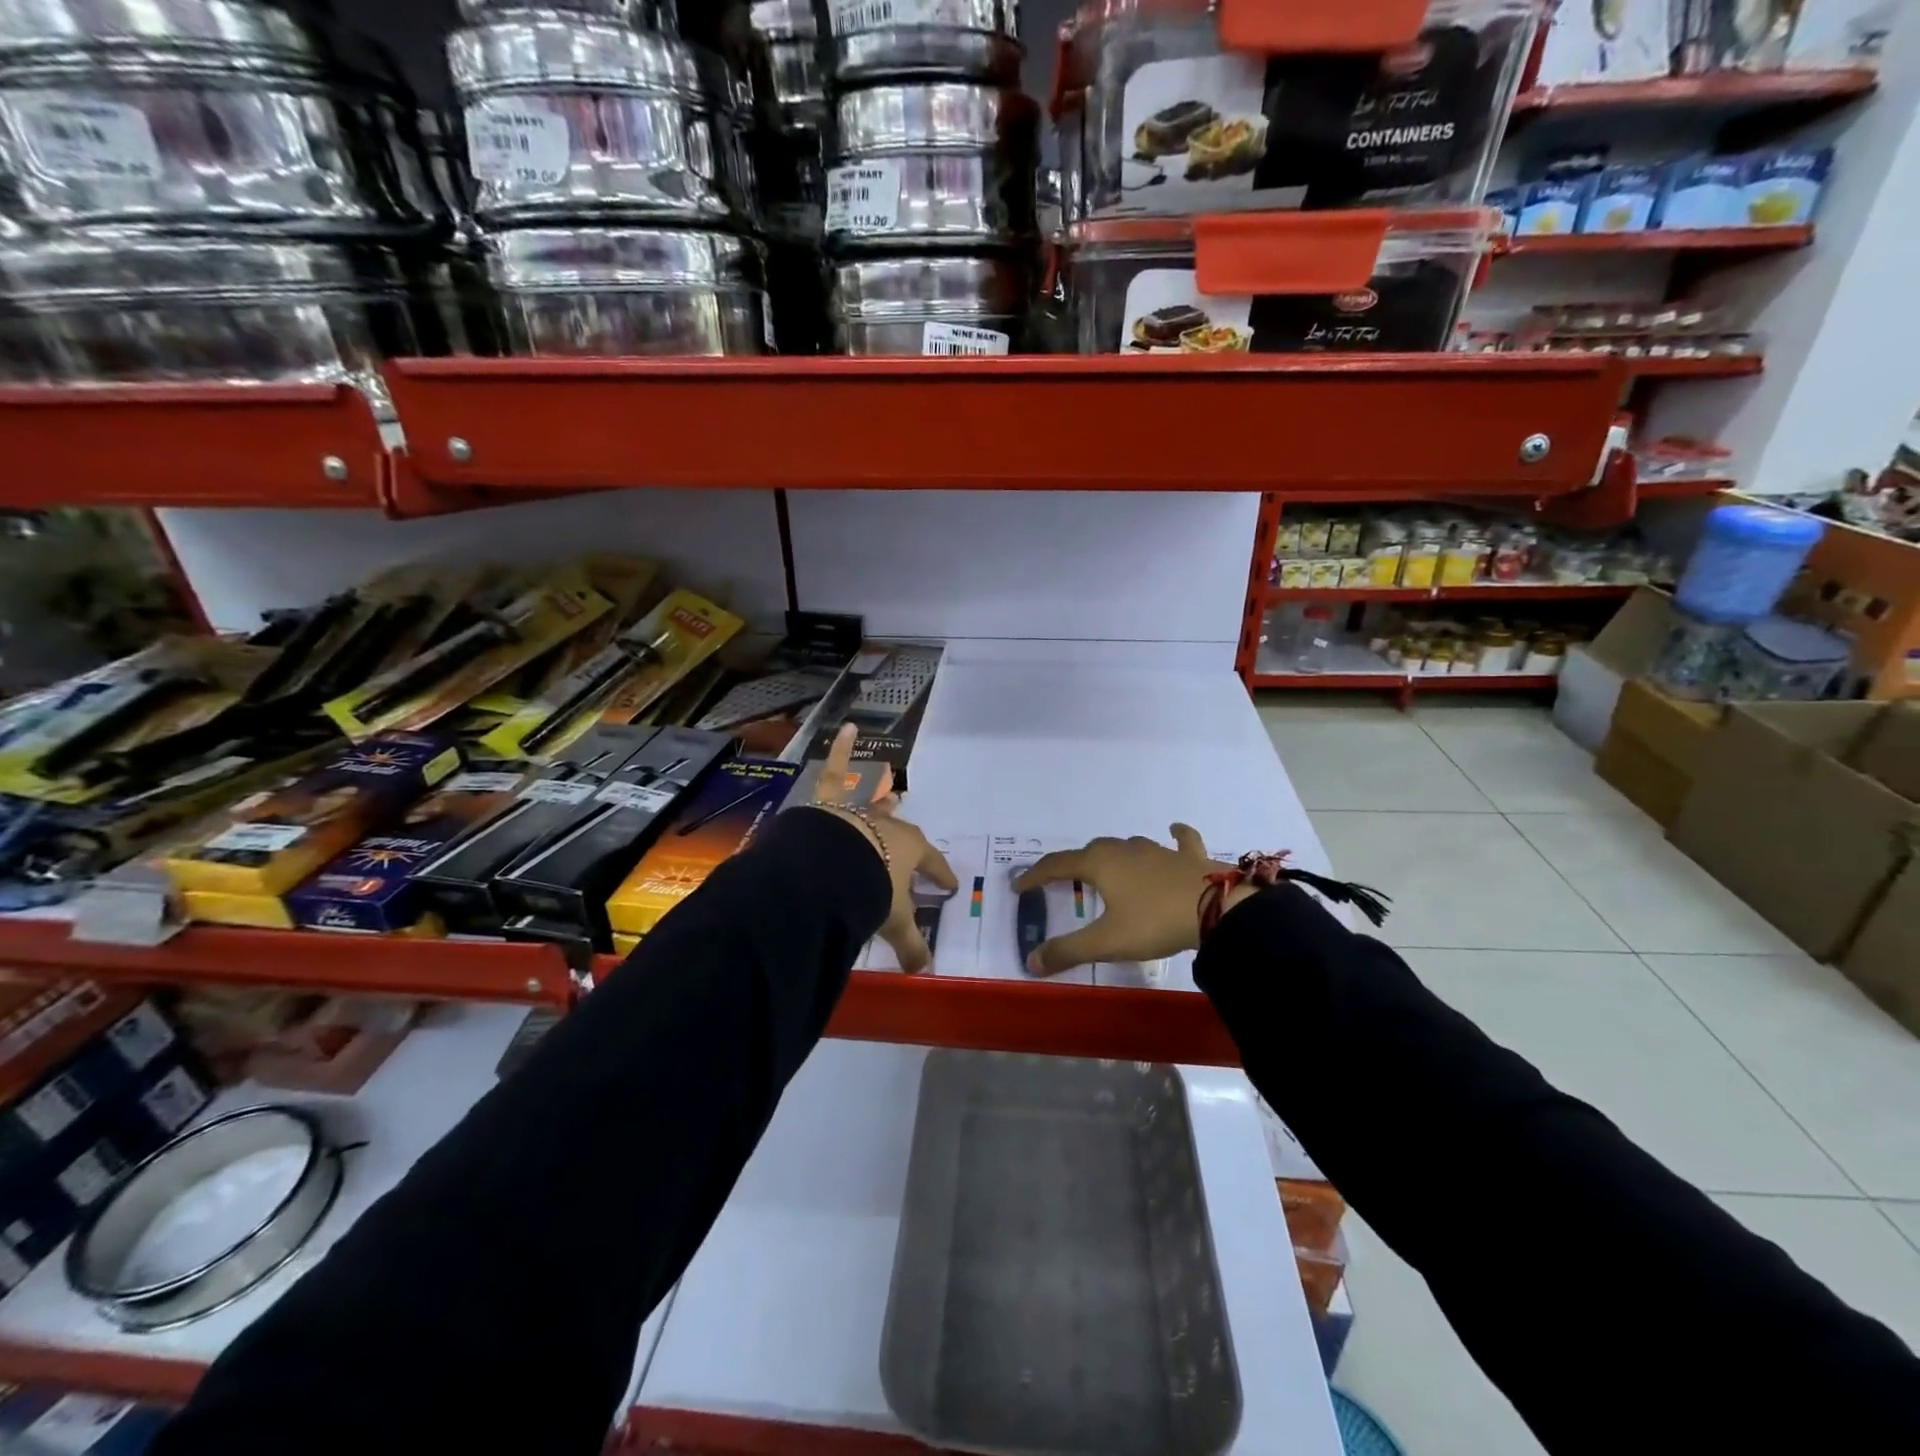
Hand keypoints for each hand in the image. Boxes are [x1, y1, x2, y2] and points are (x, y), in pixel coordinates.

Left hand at [809, 725, 956, 972]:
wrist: (831, 868)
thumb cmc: (869, 891)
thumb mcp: (893, 921)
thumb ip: (910, 946)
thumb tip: (925, 972)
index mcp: (909, 851)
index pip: (932, 864)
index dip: (941, 876)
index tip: (949, 886)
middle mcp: (889, 825)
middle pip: (901, 830)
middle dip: (906, 836)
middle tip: (909, 840)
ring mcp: (860, 809)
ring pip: (872, 801)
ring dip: (879, 797)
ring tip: (887, 789)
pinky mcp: (831, 800)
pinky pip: (836, 769)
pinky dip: (840, 748)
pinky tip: (846, 727)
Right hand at [1012, 825, 1236, 977]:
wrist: (1217, 908)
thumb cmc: (1154, 921)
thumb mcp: (1106, 942)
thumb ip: (1067, 951)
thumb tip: (1031, 962)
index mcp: (1099, 865)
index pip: (1057, 865)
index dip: (1035, 875)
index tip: (1019, 887)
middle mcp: (1124, 850)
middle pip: (1090, 851)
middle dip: (1074, 864)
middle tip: (1064, 881)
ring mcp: (1158, 849)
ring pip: (1127, 845)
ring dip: (1113, 855)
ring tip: (1107, 867)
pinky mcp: (1188, 856)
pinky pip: (1180, 839)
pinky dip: (1174, 836)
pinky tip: (1173, 830)